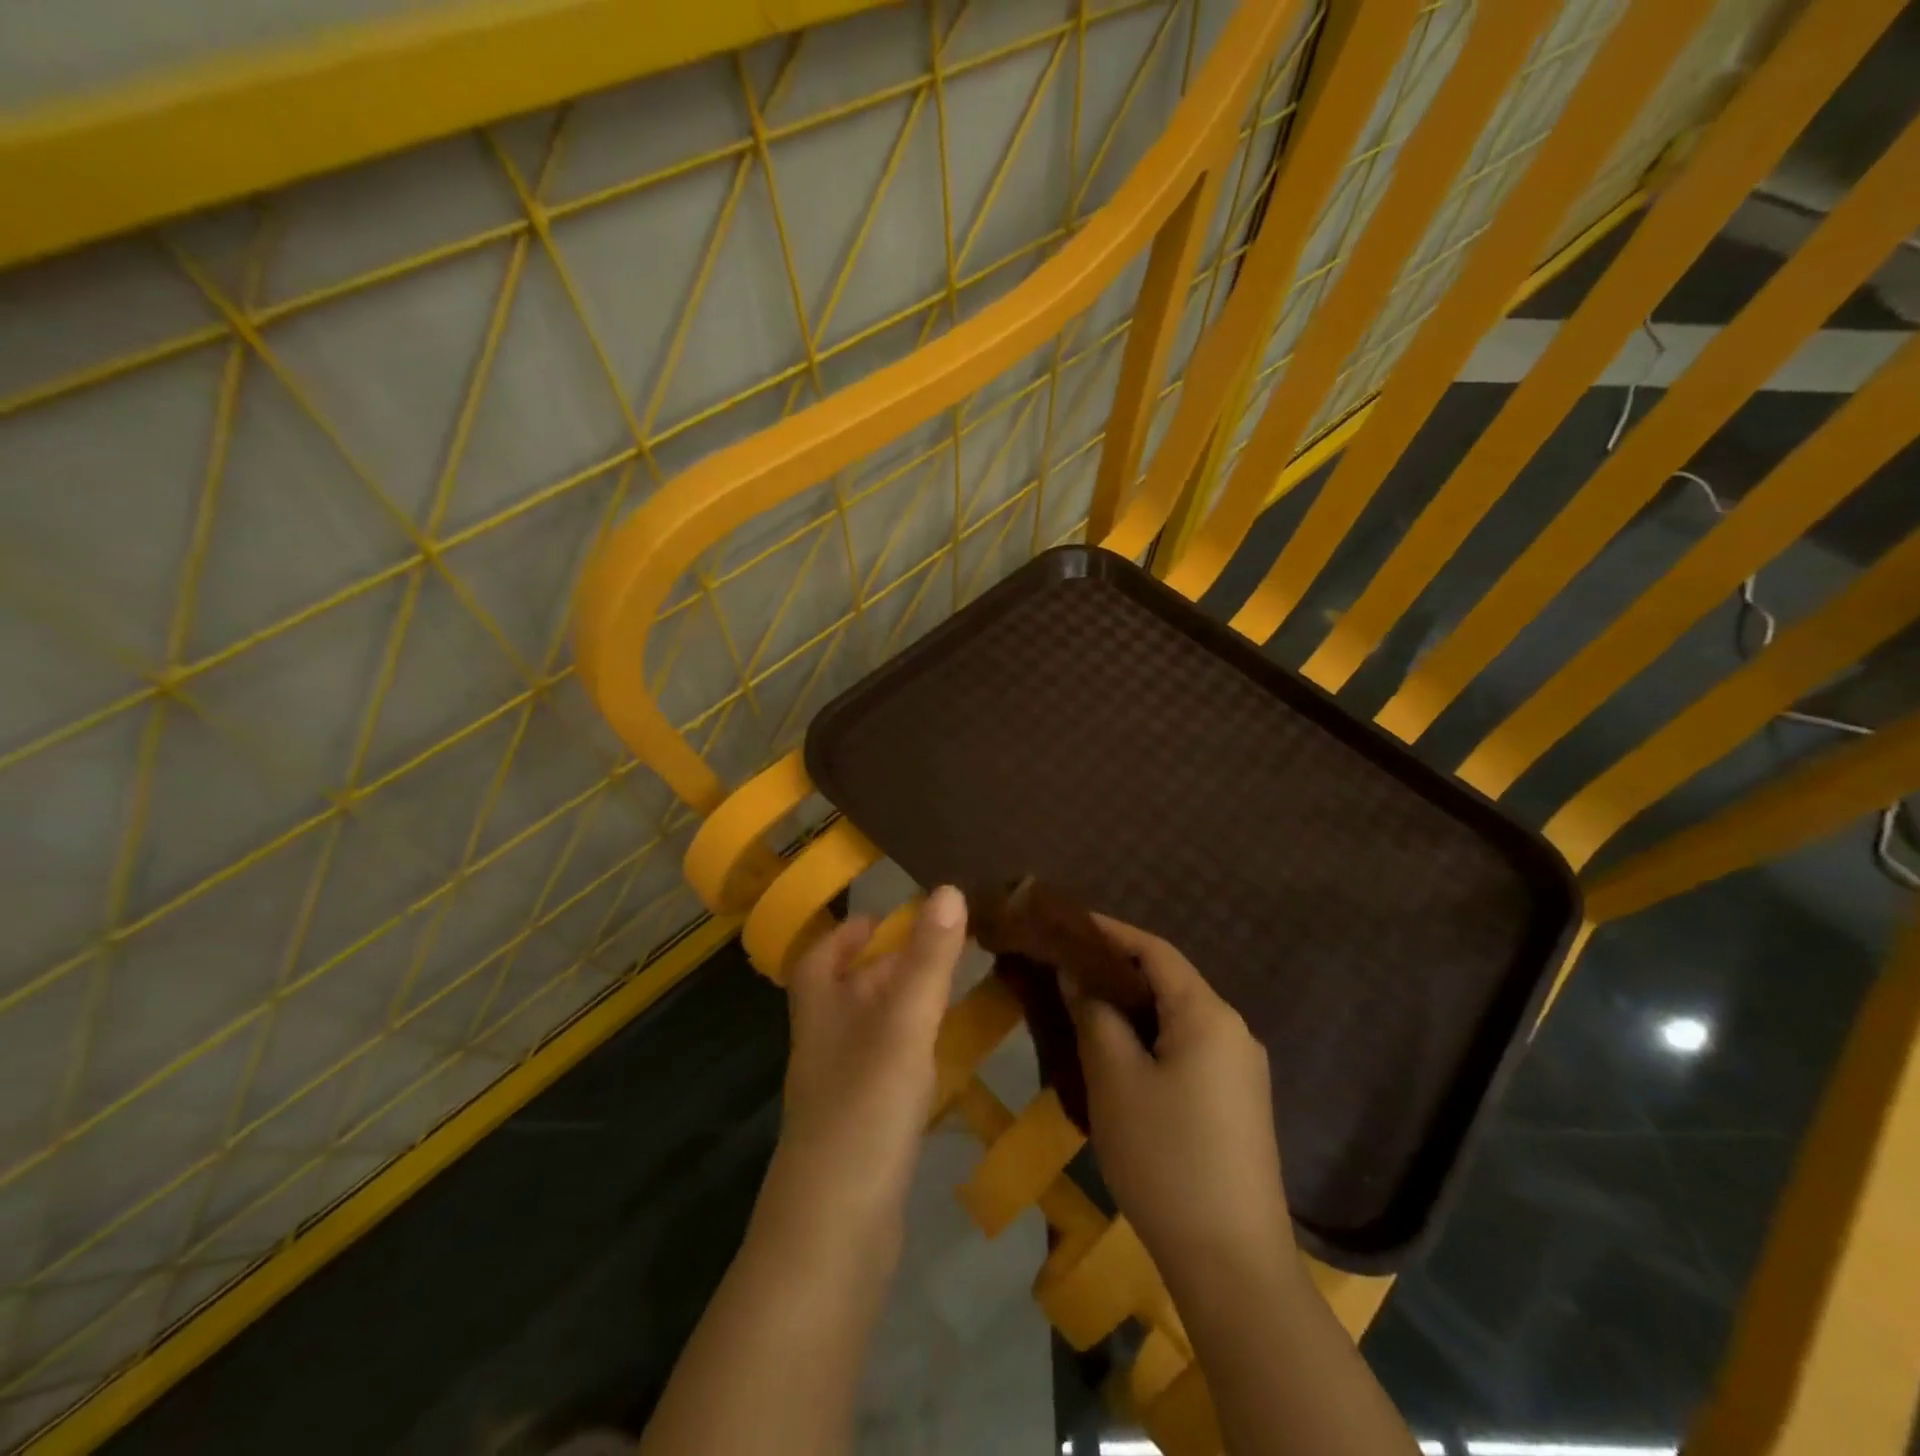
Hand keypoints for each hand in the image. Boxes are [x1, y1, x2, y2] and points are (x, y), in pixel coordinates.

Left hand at [763, 887, 967, 1238]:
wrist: (833, 1236)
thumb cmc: (862, 1111)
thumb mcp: (901, 1024)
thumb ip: (927, 960)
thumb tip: (949, 890)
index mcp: (821, 1012)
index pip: (819, 958)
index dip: (846, 934)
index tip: (883, 917)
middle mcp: (825, 1046)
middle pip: (846, 993)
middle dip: (884, 966)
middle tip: (937, 948)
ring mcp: (841, 1093)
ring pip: (869, 1033)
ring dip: (901, 1008)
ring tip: (948, 993)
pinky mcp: (862, 1132)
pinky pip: (885, 1073)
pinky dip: (910, 1054)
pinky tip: (940, 1059)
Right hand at [1068, 916, 1295, 1295]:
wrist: (1234, 1264)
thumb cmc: (1167, 1158)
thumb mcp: (1115, 1080)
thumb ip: (1095, 1015)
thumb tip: (1076, 975)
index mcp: (1208, 1014)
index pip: (1155, 950)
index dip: (1110, 932)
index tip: (1066, 924)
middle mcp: (1233, 1030)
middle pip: (1169, 981)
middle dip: (1116, 970)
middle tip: (1065, 968)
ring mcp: (1241, 1069)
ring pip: (1176, 1017)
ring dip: (1132, 1007)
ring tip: (1082, 1008)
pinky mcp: (1238, 1103)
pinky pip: (1187, 1048)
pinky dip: (1150, 1038)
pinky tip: (1118, 1057)